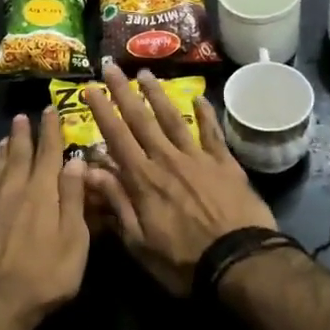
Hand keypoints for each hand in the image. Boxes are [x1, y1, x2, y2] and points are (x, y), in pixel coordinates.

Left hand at [0, 109, 89, 327]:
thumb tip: (74, 162)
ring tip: (5, 140)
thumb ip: (73, 198)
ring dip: (2, 154)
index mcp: (41, 193)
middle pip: (18, 157)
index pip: (48, 154)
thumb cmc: (47, 274)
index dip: (50, 131)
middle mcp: (13, 192)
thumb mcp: (74, 238)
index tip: (50, 111)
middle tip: (21, 117)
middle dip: (22, 135)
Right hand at [81, 61, 275, 294]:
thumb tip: (90, 170)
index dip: (101, 111)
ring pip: (173, 119)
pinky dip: (206, 114)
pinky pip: (212, 133)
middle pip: (141, 120)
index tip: (89, 88)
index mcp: (143, 179)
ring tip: (145, 73)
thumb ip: (116, 202)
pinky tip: (200, 97)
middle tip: (111, 66)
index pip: (116, 137)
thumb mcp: (139, 242)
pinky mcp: (225, 164)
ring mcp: (198, 158)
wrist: (240, 263)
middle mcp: (167, 160)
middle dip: (123, 92)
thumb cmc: (184, 261)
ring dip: (157, 95)